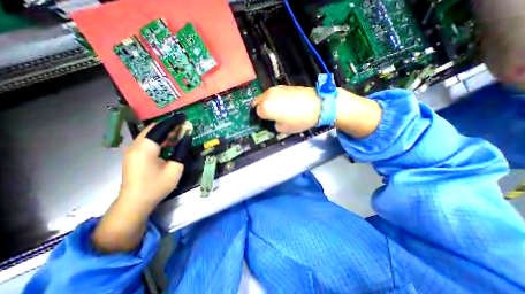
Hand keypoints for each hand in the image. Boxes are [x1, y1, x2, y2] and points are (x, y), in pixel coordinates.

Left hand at [119, 114, 190, 210]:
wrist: (135, 203)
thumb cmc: (157, 186)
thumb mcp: (175, 168)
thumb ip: (181, 150)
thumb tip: (187, 137)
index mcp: (145, 148)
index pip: (160, 128)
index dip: (173, 121)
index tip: (184, 117)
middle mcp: (136, 146)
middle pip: (153, 129)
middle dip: (169, 125)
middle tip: (184, 125)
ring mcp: (132, 151)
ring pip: (150, 134)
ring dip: (164, 132)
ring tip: (179, 132)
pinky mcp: (133, 155)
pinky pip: (148, 141)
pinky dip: (159, 138)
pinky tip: (169, 142)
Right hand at [254, 85, 381, 138]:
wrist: (317, 104)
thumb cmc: (299, 120)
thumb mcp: (283, 129)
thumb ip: (274, 125)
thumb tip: (273, 120)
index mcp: (265, 107)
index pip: (256, 113)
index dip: (261, 118)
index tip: (266, 121)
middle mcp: (267, 95)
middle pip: (257, 102)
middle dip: (260, 109)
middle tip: (268, 115)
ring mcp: (275, 89)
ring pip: (265, 96)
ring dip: (266, 103)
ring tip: (276, 109)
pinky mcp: (283, 86)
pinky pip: (273, 93)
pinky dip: (274, 98)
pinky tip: (283, 103)